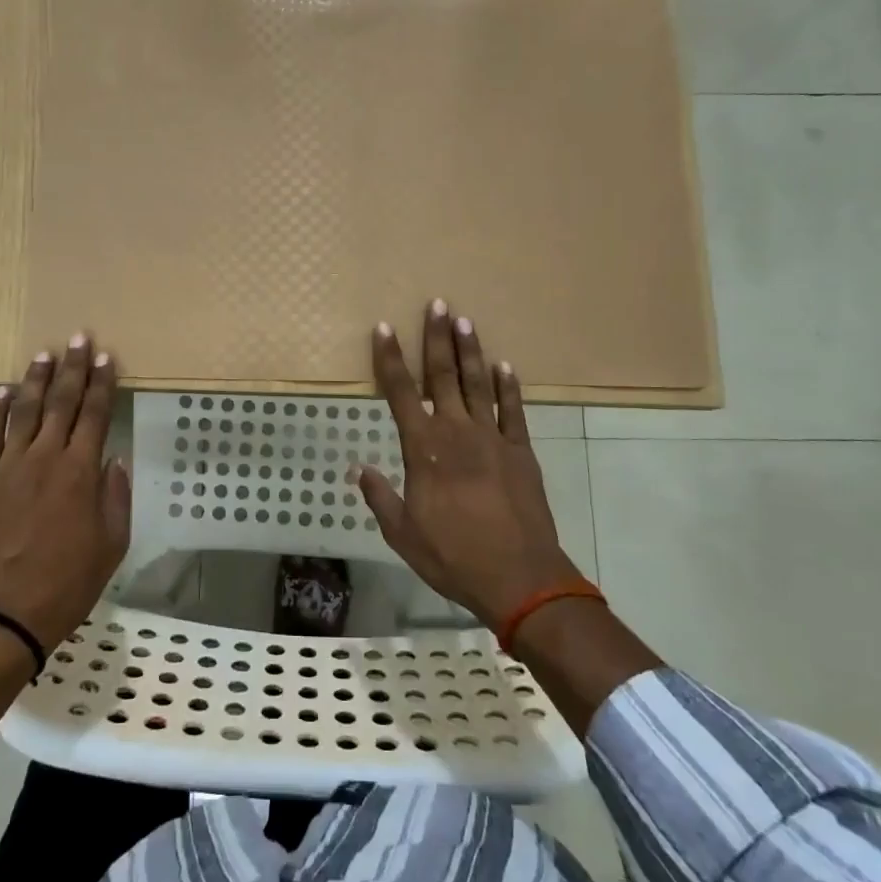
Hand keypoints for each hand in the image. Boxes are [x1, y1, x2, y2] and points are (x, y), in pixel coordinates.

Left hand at [0, 333, 130, 648]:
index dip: (102, 384)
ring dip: (36, 380)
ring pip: (24, 410)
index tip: (107, 358)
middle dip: (73, 368)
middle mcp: (45, 458)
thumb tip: (112, 458)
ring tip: (44, 353)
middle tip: (78, 338)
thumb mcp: (112, 543)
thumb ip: (115, 495)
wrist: (4, 612)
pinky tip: (2, 390)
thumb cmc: (68, 582)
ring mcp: (9, 466)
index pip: (95, 415)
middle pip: (61, 402)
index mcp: (81, 472)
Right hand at [356, 301, 584, 630]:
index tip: (383, 329)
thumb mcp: (403, 534)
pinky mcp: (521, 451)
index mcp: (423, 449)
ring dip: (470, 351)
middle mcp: (456, 432)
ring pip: (478, 384)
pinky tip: (505, 366)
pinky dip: (509, 387)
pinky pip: (513, 410)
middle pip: (443, 376)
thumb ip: (381, 497)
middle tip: (436, 304)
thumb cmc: (453, 556)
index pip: (400, 393)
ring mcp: (493, 438)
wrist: (519, 577)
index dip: (389, 359)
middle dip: (436, 338)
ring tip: (465, 320)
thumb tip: (359, 469)